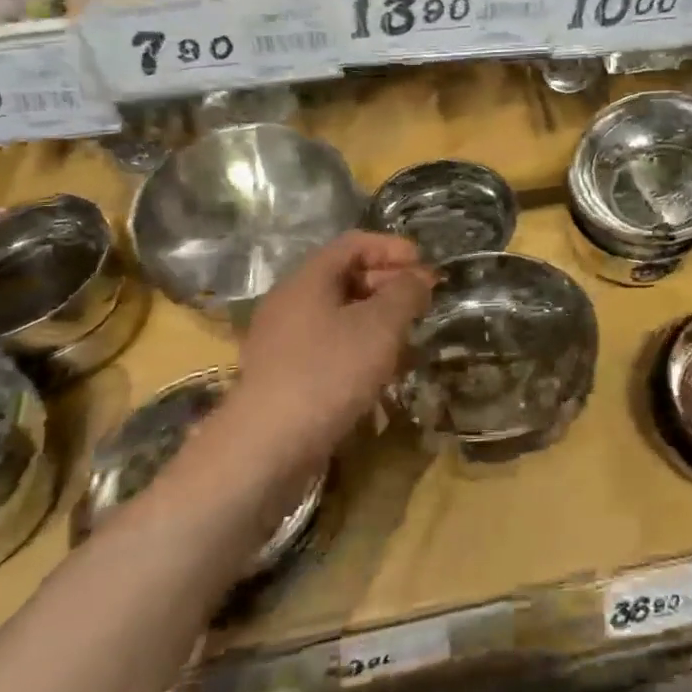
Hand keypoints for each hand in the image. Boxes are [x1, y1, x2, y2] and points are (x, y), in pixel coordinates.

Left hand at [229, 231, 434, 460]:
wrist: (267, 447)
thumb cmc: (328, 372)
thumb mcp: (380, 326)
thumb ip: (405, 293)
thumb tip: (419, 277)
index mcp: (308, 279)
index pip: (353, 244)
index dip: (392, 248)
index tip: (424, 265)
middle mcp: (290, 302)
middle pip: (344, 277)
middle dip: (388, 283)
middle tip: (421, 302)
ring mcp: (283, 341)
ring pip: (339, 315)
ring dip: (377, 319)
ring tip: (408, 338)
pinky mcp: (285, 375)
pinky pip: (329, 346)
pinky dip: (359, 347)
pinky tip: (381, 371)